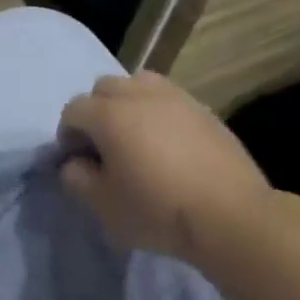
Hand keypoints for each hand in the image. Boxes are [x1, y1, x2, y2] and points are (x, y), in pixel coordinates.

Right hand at [56, 72, 275, 264]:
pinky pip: (169, 99)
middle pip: (104, 87)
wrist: (232, 217)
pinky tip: (168, 143)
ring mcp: (176, 98)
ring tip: (136, 135)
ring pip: (139, 83)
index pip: (73, 110)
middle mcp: (139, 95)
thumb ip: (76, 178)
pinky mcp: (204, 110)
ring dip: (128, 103)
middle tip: (104, 145)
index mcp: (108, 115)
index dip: (68, 135)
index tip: (79, 162)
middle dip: (96, 111)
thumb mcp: (102, 205)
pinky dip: (159, 112)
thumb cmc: (157, 210)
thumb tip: (75, 163)